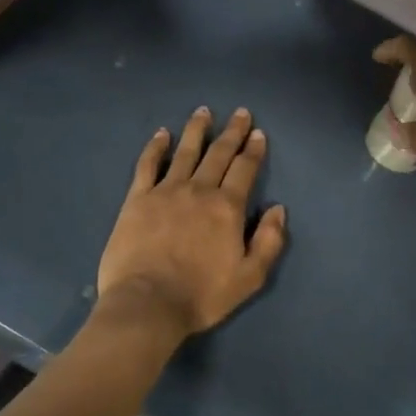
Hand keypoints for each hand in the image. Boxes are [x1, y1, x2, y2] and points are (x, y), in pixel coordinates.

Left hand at [97, 107, 287, 338]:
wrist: (147, 304)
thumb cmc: (202, 295)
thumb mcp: (249, 277)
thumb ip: (268, 241)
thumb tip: (278, 209)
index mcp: (227, 207)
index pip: (244, 169)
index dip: (253, 150)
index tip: (258, 133)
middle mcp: (199, 190)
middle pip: (218, 154)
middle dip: (231, 132)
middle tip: (240, 113)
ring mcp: (165, 191)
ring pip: (185, 152)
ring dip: (196, 130)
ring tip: (203, 112)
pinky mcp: (137, 199)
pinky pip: (148, 165)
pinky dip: (156, 147)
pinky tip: (161, 134)